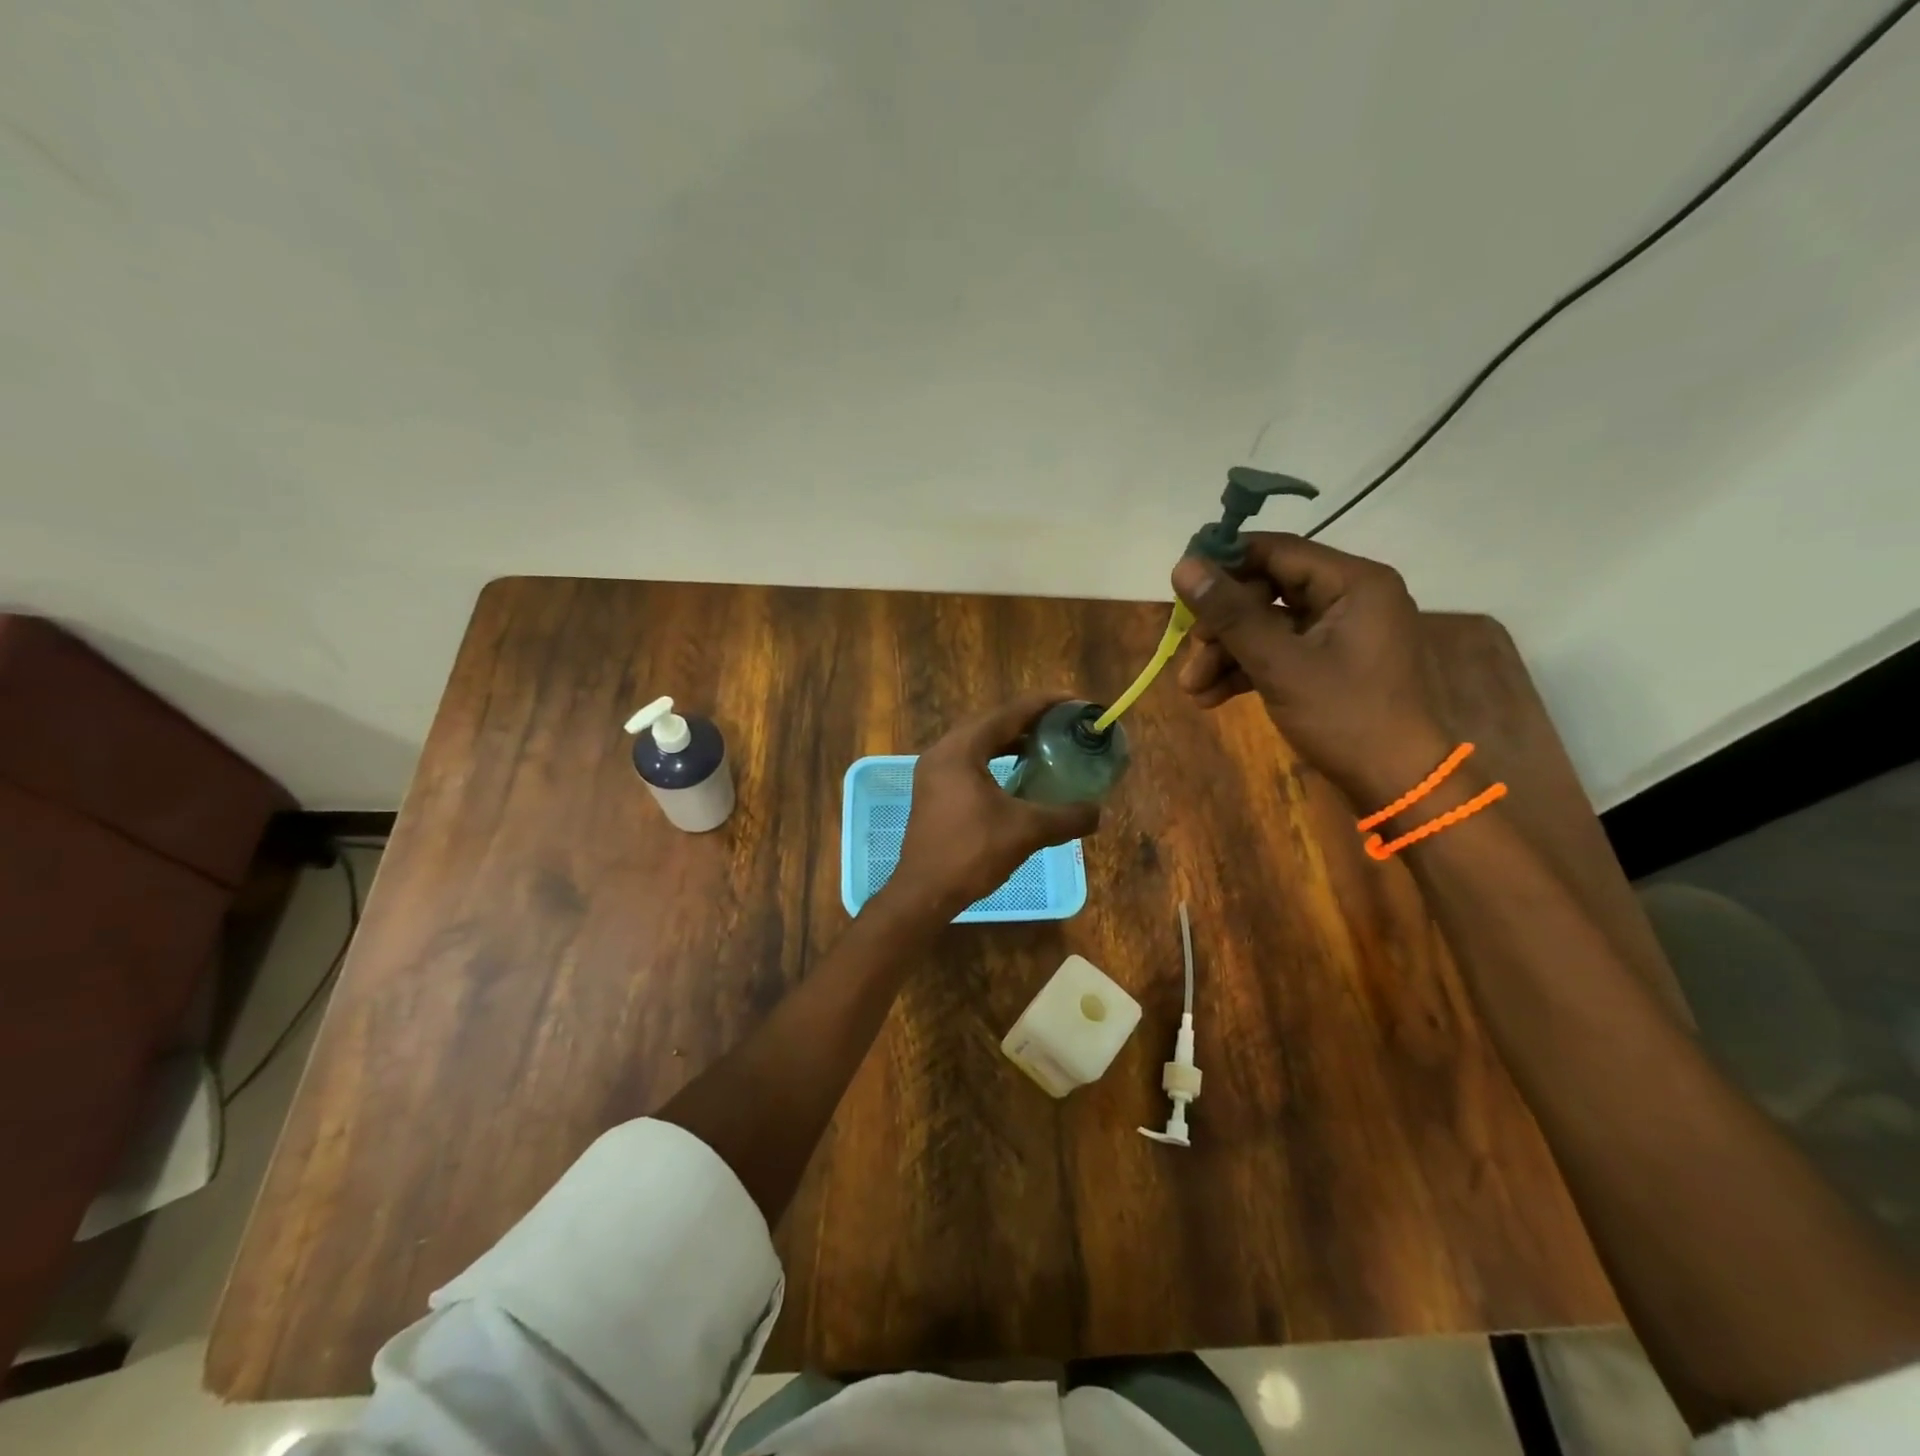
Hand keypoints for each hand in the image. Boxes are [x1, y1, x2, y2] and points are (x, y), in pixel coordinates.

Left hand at [885, 693, 1100, 919]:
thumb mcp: (1026, 831)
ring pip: (980, 743)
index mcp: (961, 749)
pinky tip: (1020, 774)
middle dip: (1030, 720)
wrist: (924, 892)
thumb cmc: (972, 853)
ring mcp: (934, 772)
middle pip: (993, 722)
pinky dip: (997, 760)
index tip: (1076, 701)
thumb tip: (1098, 812)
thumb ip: (1066, 817)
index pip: (1008, 712)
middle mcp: (943, 751)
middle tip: (1065, 723)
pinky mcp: (934, 791)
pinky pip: (970, 762)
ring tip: (1048, 744)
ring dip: (1012, 741)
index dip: (1045, 703)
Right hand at [1172, 533, 1447, 807]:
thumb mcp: (1280, 664)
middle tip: (1189, 652)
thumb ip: (1231, 614)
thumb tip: (1183, 566)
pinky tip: (1212, 697)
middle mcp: (1351, 597)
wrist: (1398, 783)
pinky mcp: (1332, 663)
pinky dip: (1247, 670)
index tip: (1180, 585)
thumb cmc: (1346, 716)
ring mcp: (1342, 632)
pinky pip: (1280, 652)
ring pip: (1268, 626)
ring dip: (1226, 654)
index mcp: (1353, 582)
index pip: (1276, 551)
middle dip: (1221, 625)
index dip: (1224, 564)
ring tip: (1193, 690)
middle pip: (1267, 591)